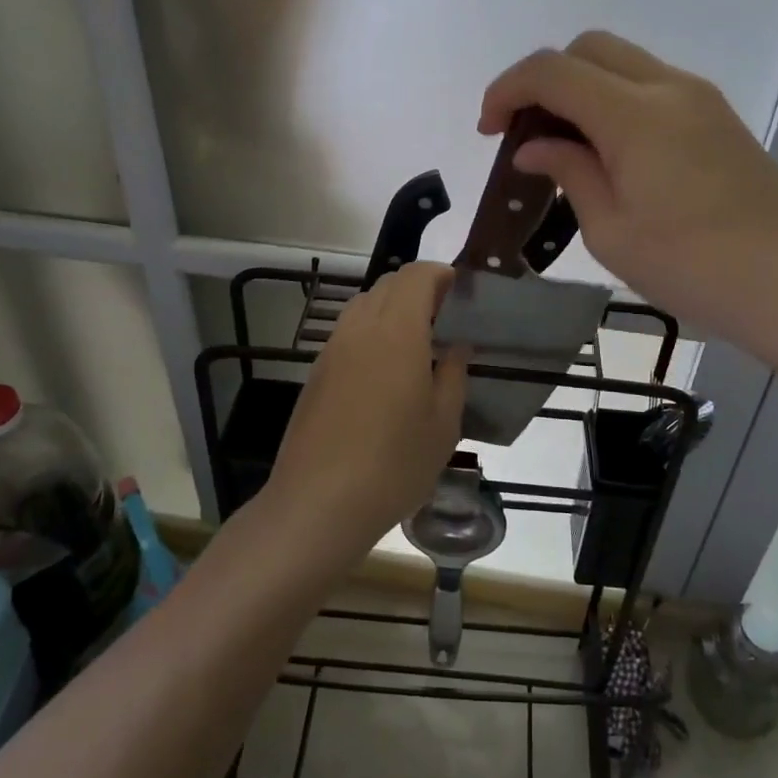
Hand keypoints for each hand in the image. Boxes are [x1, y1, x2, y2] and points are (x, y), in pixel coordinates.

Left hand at [268, 263, 468, 553]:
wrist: (318, 503)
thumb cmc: (394, 463)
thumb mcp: (443, 423)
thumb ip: (454, 374)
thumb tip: (457, 345)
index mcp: (397, 331)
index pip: (416, 276)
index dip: (440, 274)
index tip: (461, 292)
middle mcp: (361, 328)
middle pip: (388, 284)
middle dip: (419, 289)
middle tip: (445, 319)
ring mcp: (332, 348)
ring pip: (364, 305)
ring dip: (392, 308)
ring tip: (417, 344)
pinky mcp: (316, 372)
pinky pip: (348, 332)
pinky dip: (371, 331)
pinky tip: (385, 371)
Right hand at [479, 31, 777, 362]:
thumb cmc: (693, 266)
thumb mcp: (611, 229)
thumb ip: (569, 171)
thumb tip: (535, 146)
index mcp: (633, 113)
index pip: (552, 71)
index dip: (507, 90)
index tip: (489, 131)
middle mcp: (667, 88)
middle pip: (588, 48)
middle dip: (544, 80)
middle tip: (526, 134)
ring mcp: (700, 99)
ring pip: (622, 63)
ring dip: (582, 89)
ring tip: (565, 147)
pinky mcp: (718, 119)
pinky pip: (651, 88)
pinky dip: (615, 102)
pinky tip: (610, 154)